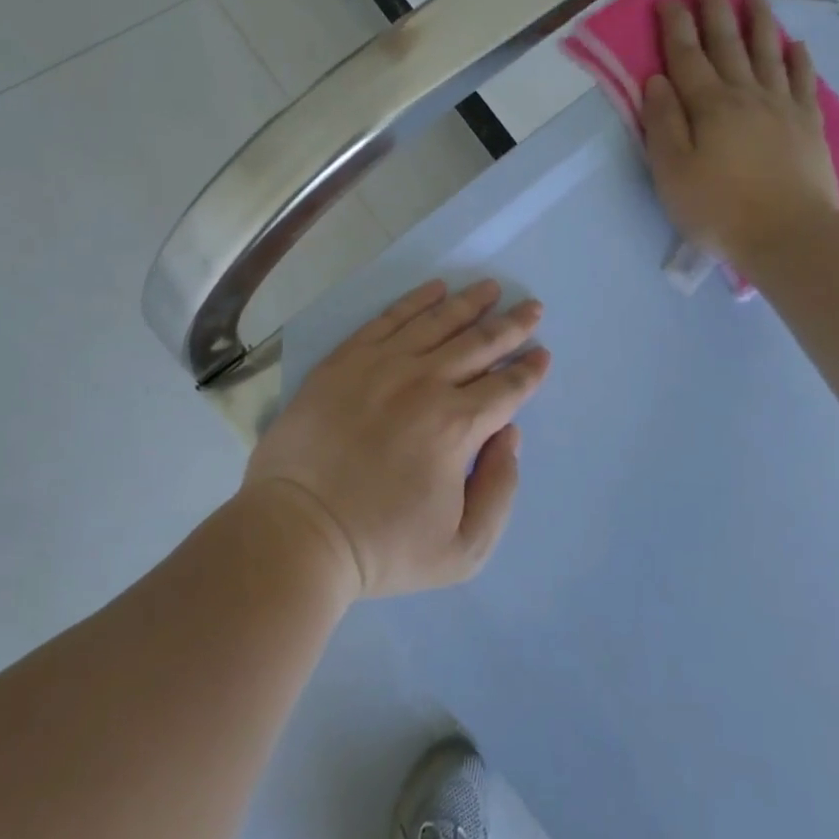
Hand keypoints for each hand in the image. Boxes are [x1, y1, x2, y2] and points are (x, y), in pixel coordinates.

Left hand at [243, 280, 551, 600]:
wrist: (296, 532)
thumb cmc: (381, 547)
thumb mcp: (462, 550)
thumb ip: (500, 490)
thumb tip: (510, 435)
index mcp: (456, 426)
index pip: (506, 387)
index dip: (529, 370)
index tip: (542, 353)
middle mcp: (424, 383)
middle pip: (479, 344)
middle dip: (512, 325)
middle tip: (532, 306)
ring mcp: (380, 366)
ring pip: (436, 322)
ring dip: (469, 303)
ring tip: (490, 288)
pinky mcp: (344, 360)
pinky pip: (388, 319)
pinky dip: (415, 301)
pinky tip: (433, 289)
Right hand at [643, 0, 838, 261]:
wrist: (788, 235)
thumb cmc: (718, 209)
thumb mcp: (671, 172)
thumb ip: (663, 123)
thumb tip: (656, 81)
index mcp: (708, 106)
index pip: (686, 56)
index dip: (676, 25)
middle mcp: (746, 95)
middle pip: (728, 44)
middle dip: (714, 10)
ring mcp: (782, 107)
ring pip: (768, 52)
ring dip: (758, 21)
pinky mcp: (809, 125)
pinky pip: (803, 81)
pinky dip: (798, 59)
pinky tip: (795, 44)